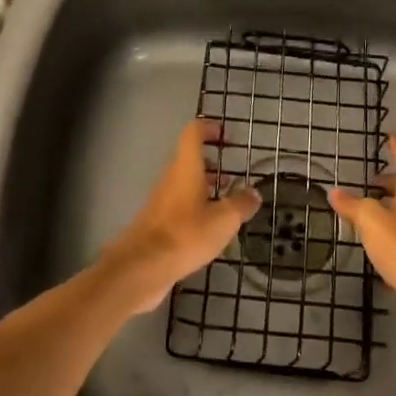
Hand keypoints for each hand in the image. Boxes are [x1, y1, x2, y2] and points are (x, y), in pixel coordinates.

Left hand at [98, 119, 260, 315]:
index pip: (193, 132)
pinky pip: (179, 204)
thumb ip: (241, 204)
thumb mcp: (223, 219)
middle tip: (232, 174)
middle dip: (211, 163)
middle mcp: (171, 177)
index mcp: (186, 167)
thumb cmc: (185, 234)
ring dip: (204, 186)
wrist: (141, 267)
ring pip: (184, 183)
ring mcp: (161, 199)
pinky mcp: (157, 221)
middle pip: (189, 158)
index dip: (209, 128)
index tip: (226, 136)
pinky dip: (195, 207)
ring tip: (226, 201)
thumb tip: (254, 193)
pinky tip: (209, 228)